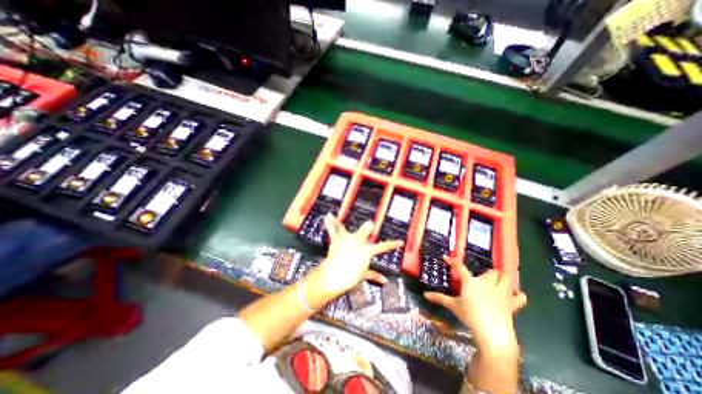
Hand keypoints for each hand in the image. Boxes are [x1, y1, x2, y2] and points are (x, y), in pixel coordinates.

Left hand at [315, 215, 403, 296]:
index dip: (392, 244)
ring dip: (339, 222)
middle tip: (369, 224)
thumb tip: (384, 280)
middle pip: (365, 230)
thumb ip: (373, 275)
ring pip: (345, 228)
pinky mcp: (337, 241)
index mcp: (367, 251)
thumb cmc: (351, 276)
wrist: (337, 276)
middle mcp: (358, 242)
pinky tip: (327, 216)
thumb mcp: (363, 276)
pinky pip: (333, 231)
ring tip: (332, 215)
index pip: (383, 247)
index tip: (400, 242)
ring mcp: (347, 240)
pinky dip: (330, 224)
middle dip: (368, 227)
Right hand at [422, 258, 525, 347]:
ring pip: (507, 278)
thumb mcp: (453, 306)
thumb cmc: (470, 316)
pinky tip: (512, 297)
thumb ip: (439, 298)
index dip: (452, 261)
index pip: (459, 267)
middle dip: (488, 273)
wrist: (492, 332)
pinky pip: (520, 296)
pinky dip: (517, 295)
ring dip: (503, 279)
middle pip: (491, 271)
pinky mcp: (512, 303)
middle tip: (483, 279)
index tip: (446, 257)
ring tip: (499, 283)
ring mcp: (501, 292)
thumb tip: (425, 295)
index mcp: (471, 282)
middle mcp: (486, 283)